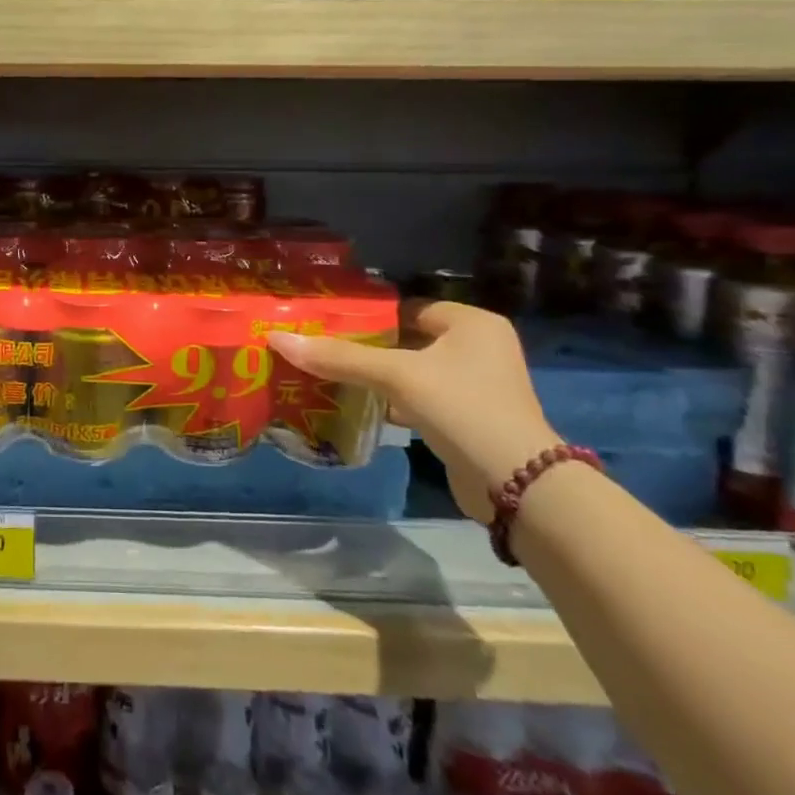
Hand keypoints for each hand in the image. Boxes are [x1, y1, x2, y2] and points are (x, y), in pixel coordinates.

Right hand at [269, 302, 560, 521]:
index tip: (327, 323)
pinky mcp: (469, 418)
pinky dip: (393, 401)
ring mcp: (477, 386)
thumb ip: (339, 357)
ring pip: (412, 371)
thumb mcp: (397, 376)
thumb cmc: (461, 408)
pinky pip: (421, 398)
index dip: (367, 316)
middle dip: (368, 347)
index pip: (407, 308)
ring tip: (330, 374)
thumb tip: (277, 338)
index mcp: (472, 323)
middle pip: (407, 339)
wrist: (516, 486)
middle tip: (322, 348)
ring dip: (378, 376)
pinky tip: (359, 405)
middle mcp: (479, 348)